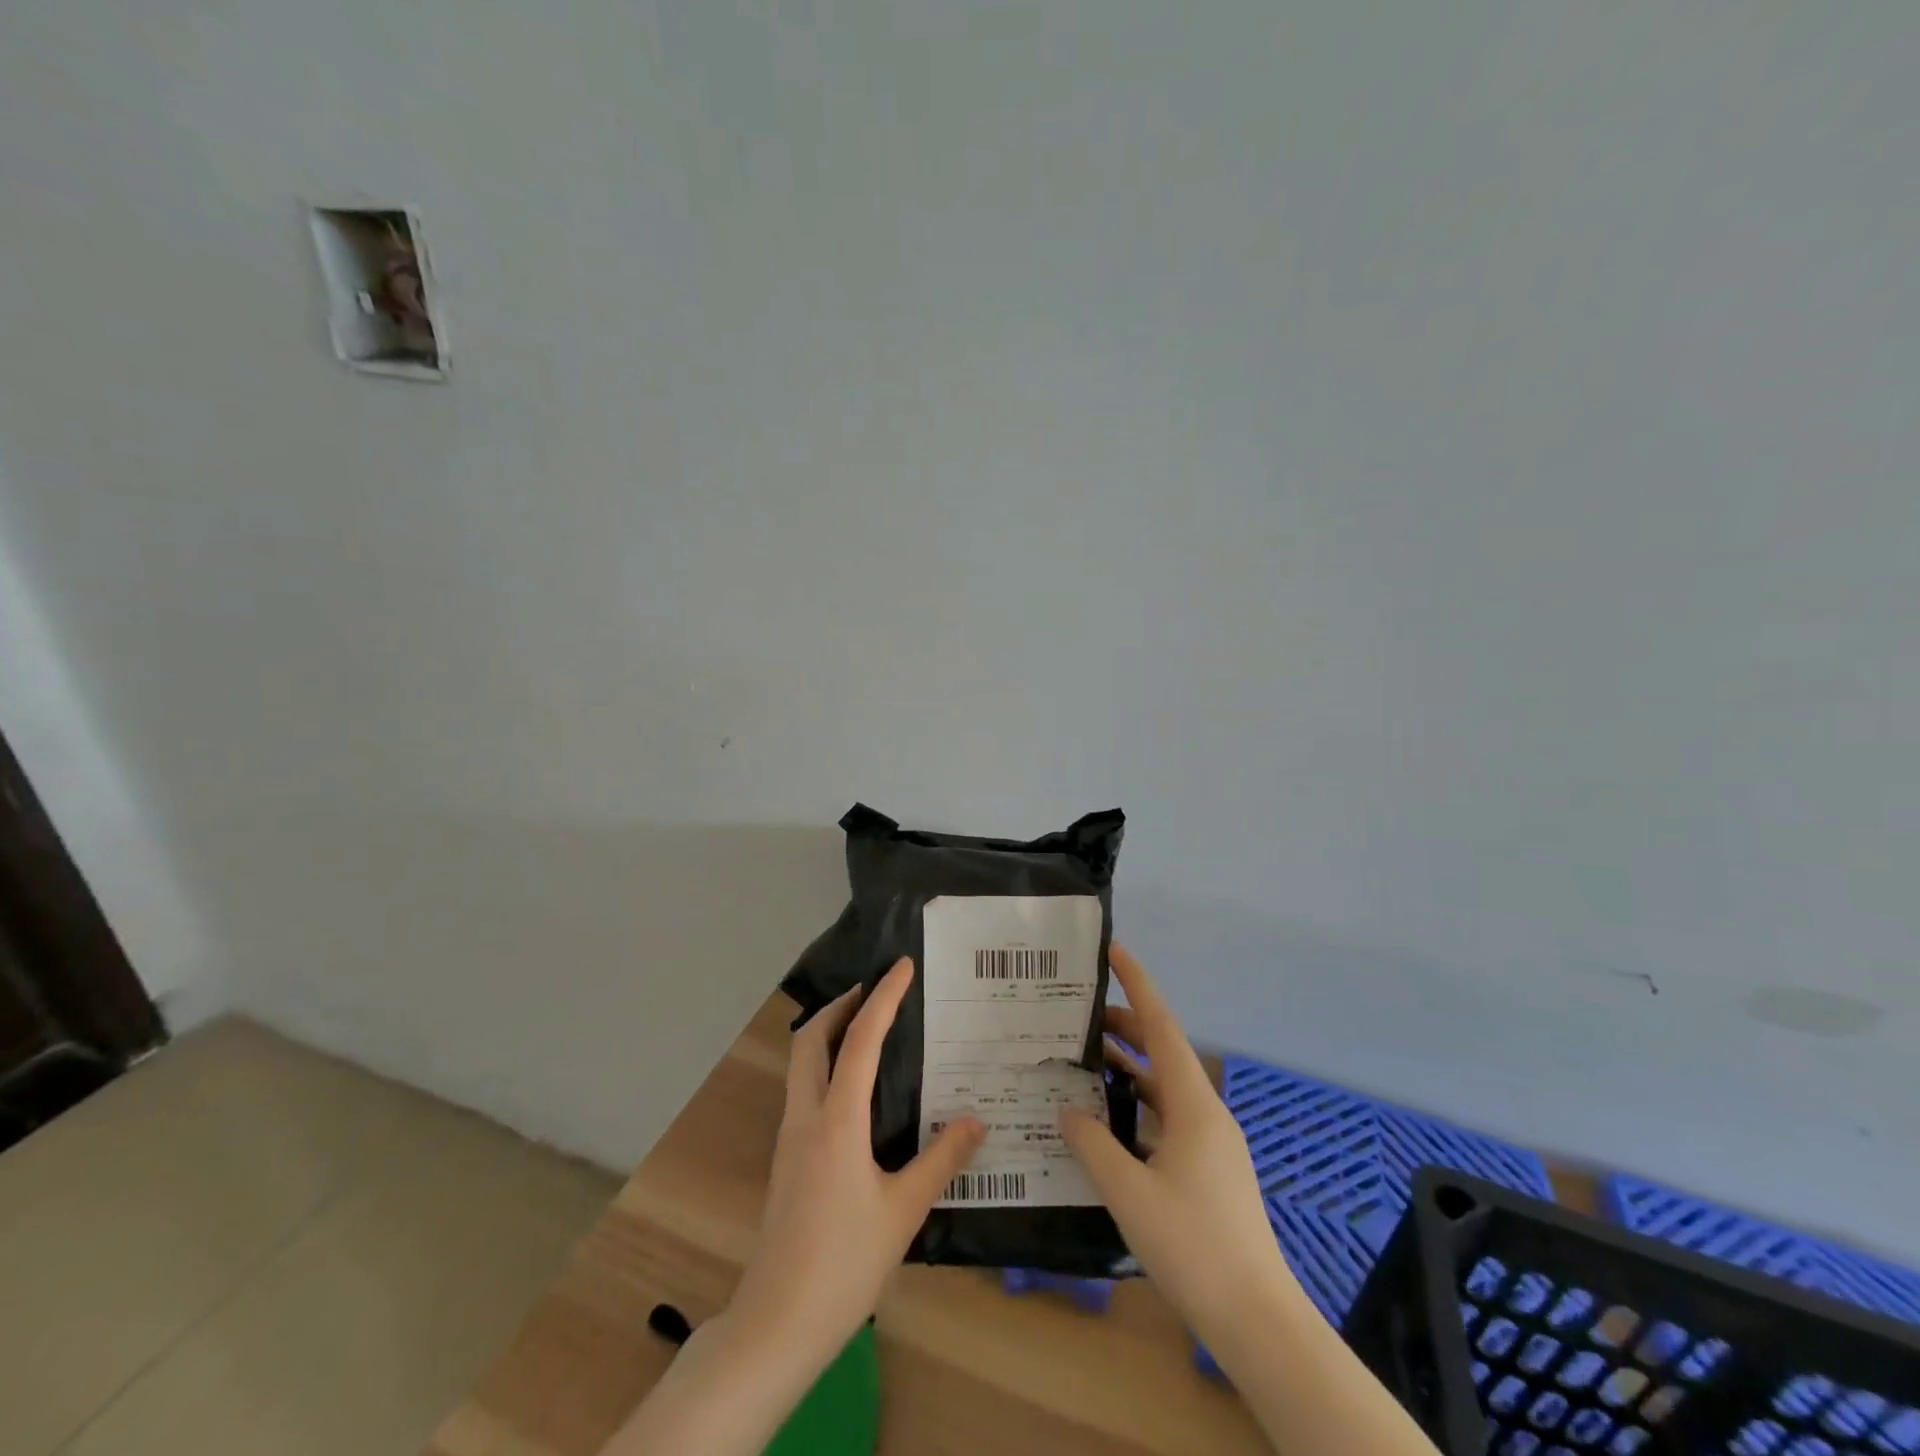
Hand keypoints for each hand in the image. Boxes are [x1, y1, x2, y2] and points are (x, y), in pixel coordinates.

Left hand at [730, 958, 985, 1365]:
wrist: (776, 1324)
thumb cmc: (844, 1264)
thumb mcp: (903, 1212)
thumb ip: (941, 1160)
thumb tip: (978, 1121)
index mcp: (837, 1121)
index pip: (860, 1040)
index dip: (883, 998)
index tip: (902, 967)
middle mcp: (806, 1116)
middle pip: (811, 1038)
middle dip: (840, 1005)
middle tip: (875, 992)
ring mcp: (789, 1136)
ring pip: (801, 1062)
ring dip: (829, 1032)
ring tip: (867, 1029)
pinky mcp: (785, 1157)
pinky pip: (803, 1089)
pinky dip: (825, 1065)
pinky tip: (854, 1089)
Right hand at [1061, 944, 1304, 1347]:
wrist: (1256, 1318)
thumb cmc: (1193, 1245)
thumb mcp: (1129, 1192)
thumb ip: (1093, 1144)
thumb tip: (1068, 1110)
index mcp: (1193, 1105)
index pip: (1162, 1027)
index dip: (1138, 985)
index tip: (1115, 952)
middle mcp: (1206, 1113)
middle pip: (1163, 1053)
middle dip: (1125, 1027)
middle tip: (1080, 1015)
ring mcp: (1212, 1142)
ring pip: (1165, 1087)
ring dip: (1130, 1069)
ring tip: (1086, 1060)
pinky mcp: (1210, 1169)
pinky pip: (1169, 1117)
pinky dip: (1139, 1105)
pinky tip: (1110, 1122)